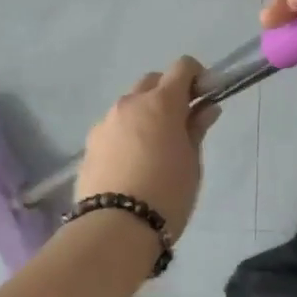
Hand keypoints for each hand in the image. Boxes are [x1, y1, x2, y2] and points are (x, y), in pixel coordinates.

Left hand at [75, 57, 220, 241]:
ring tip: (154, 149)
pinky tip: (131, 164)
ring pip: (130, 105)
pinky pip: (114, 127)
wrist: (115, 229)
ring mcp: (106, 122)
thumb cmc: (167, 193)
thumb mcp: (191, 162)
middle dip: (169, 93)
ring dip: (145, 114)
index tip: (203, 97)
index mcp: (161, 102)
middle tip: (181, 123)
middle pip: (153, 81)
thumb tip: (206, 108)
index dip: (196, 77)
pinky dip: (126, 134)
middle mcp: (130, 103)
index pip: (182, 67)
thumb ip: (196, 129)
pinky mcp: (90, 143)